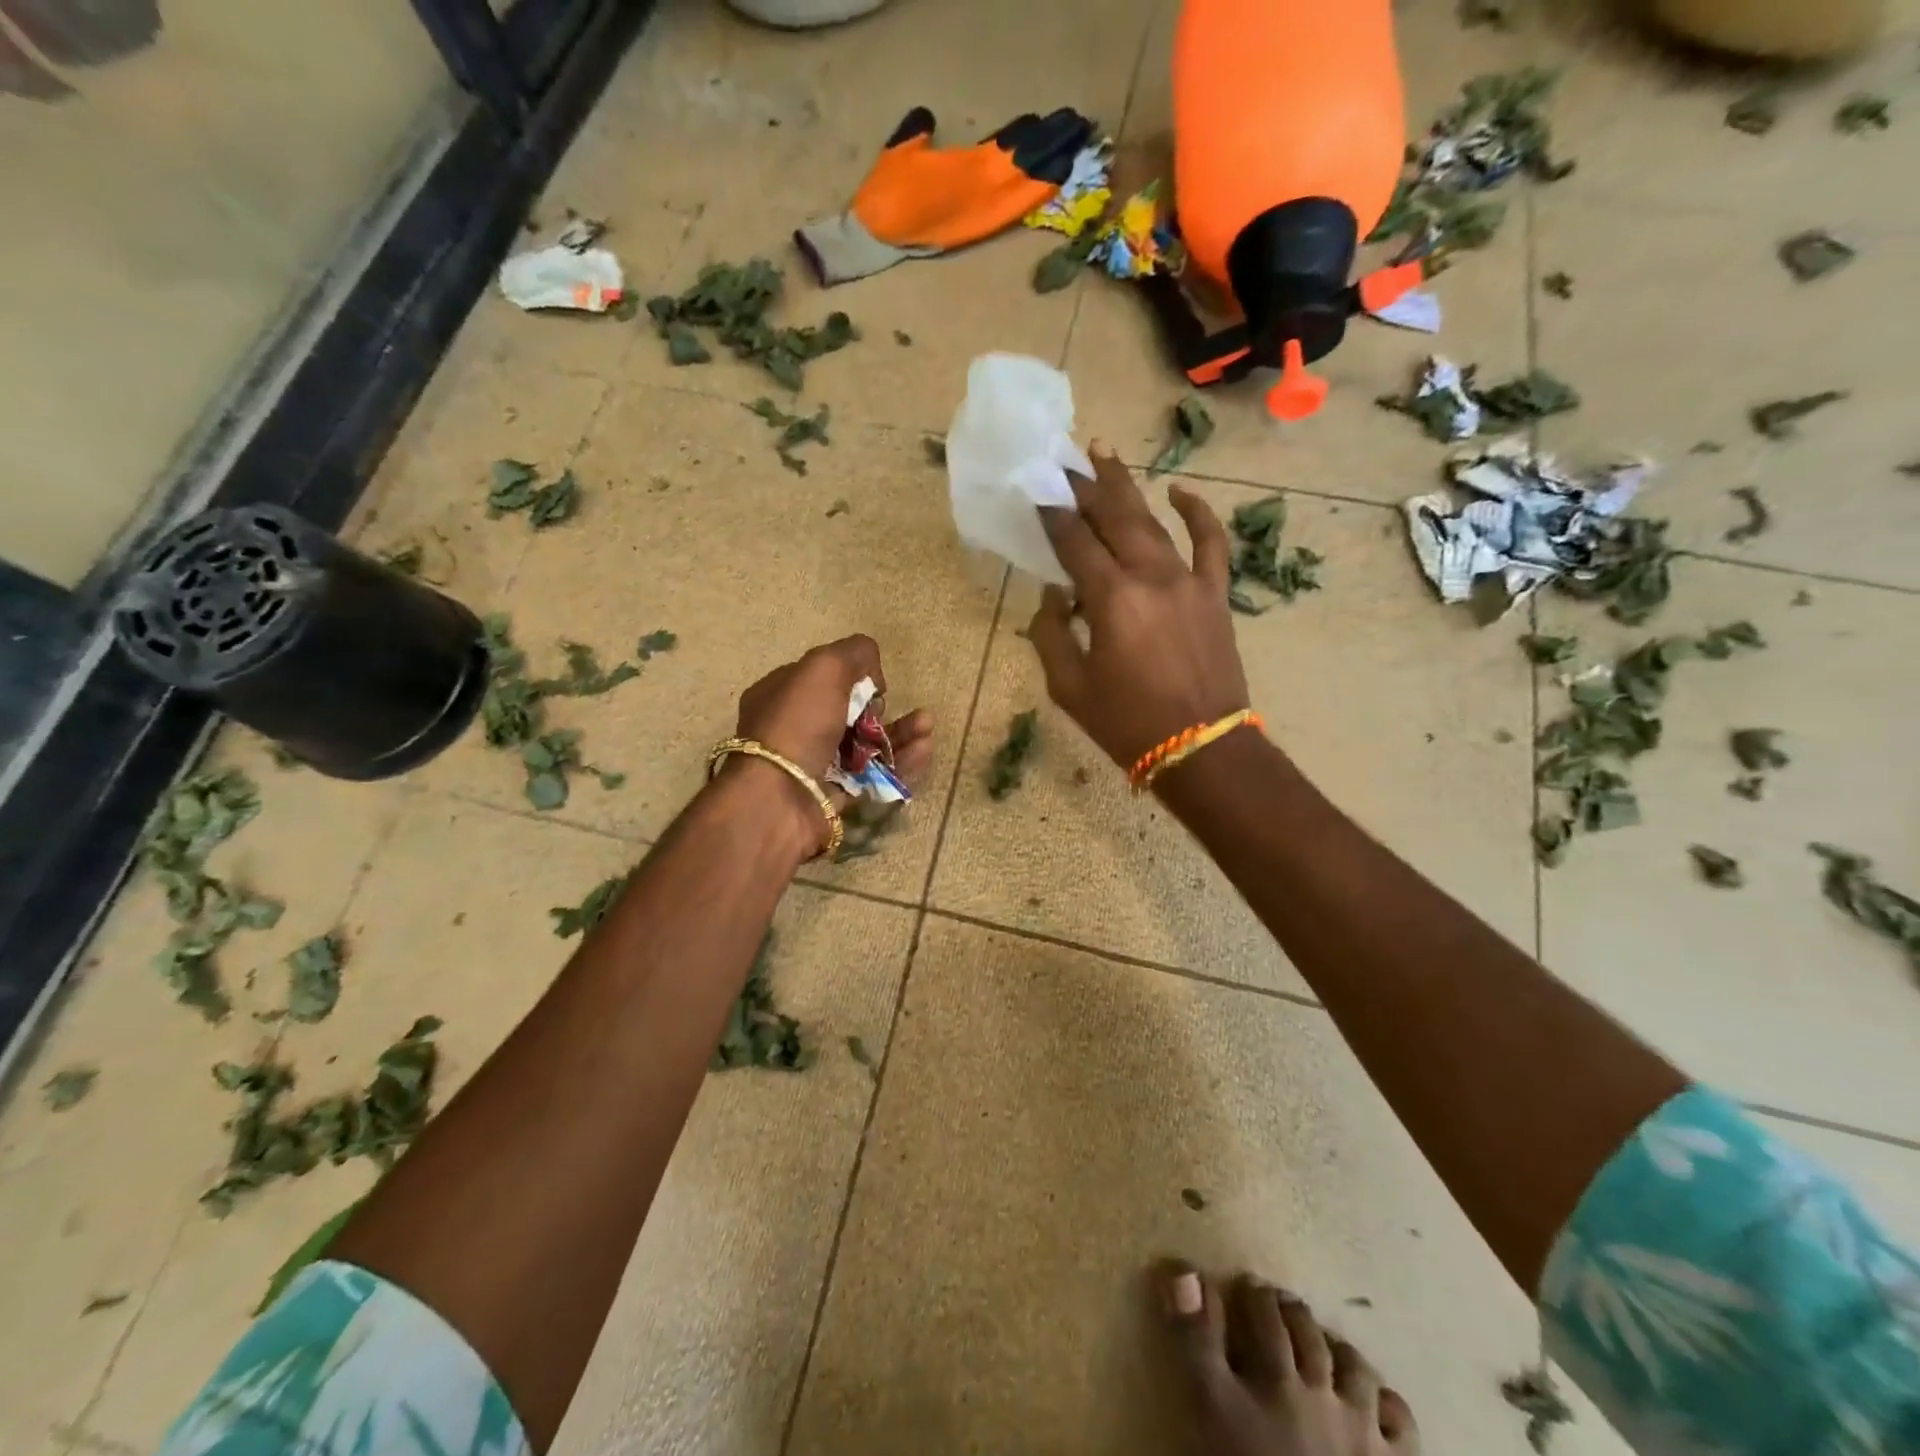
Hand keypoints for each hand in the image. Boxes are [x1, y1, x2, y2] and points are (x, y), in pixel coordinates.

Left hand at [729, 635, 934, 855]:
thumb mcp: (824, 667)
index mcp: (780, 694)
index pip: (822, 678)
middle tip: (889, 706)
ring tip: (927, 726)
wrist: (780, 799)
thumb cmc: (798, 724)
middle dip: (881, 707)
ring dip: (900, 733)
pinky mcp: (837, 796)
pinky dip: (901, 763)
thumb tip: (873, 675)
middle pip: (848, 712)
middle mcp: (795, 729)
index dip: (851, 675)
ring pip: (866, 745)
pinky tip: (924, 749)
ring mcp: (816, 765)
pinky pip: (875, 776)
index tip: (871, 681)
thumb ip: (854, 653)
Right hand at [1028, 447, 1249, 774]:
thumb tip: (1054, 596)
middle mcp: (1151, 577)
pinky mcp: (1215, 594)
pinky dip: (1199, 514)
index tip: (1037, 491)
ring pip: (1153, 522)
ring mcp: (1189, 581)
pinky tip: (1182, 492)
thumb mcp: (1070, 688)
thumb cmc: (1127, 724)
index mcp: (1112, 600)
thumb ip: (1051, 635)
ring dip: (1127, 488)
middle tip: (1066, 457)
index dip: (1053, 515)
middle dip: (1086, 485)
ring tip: (1105, 455)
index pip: (1075, 542)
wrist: (1202, 749)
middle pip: (1114, 517)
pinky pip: (1211, 543)